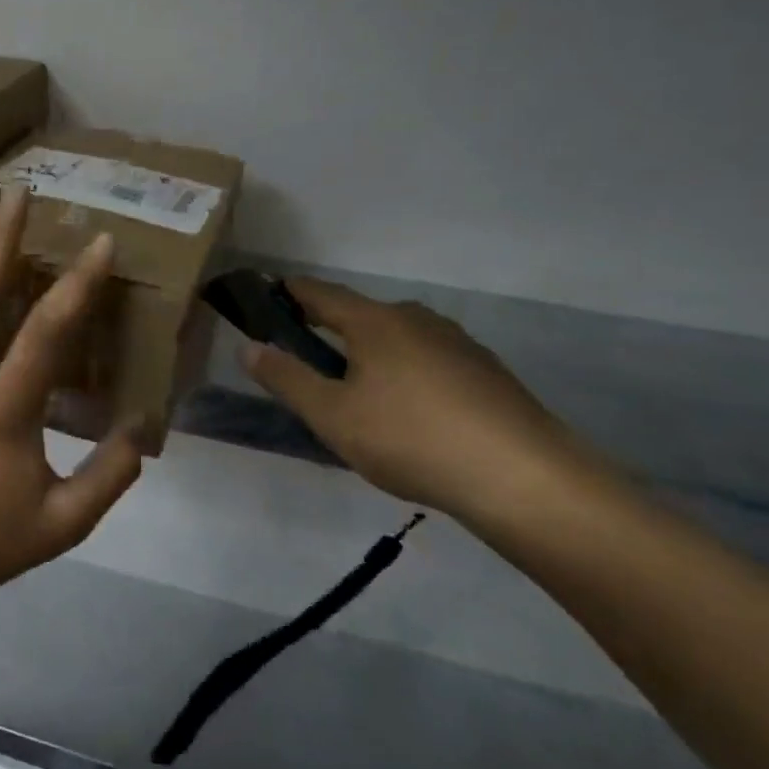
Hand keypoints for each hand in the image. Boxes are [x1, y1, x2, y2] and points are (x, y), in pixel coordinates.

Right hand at [243, 280, 597, 525]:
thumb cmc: (410, 438)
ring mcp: (457, 343)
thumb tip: (248, 347)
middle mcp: (417, 319)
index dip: (290, 292)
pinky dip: (405, 374)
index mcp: (375, 321)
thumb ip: (287, 378)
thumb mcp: (332, 415)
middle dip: (330, 330)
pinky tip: (408, 413)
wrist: (521, 476)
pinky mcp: (485, 371)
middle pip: (361, 315)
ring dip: (370, 355)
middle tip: (306, 361)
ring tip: (357, 394)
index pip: (321, 293)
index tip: (267, 294)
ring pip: (397, 339)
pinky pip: (428, 361)